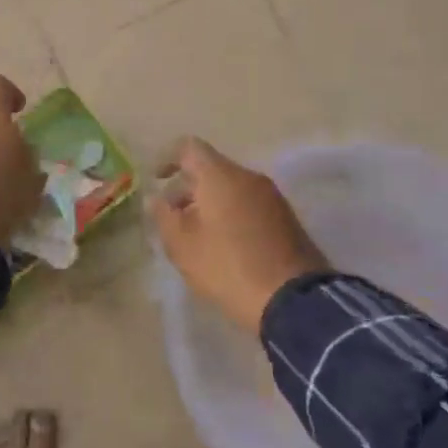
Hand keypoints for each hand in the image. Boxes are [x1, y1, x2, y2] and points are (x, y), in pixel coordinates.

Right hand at [150, 137, 330, 331]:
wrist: (292, 299)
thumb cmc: (227, 267)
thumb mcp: (183, 246)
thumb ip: (164, 216)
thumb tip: (156, 199)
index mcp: (221, 176)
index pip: (189, 148)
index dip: (167, 159)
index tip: (155, 181)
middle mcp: (249, 177)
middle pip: (211, 169)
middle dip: (186, 188)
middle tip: (171, 218)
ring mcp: (272, 197)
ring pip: (231, 187)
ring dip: (208, 203)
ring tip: (195, 236)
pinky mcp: (286, 218)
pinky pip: (248, 204)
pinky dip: (229, 214)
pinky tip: (222, 245)